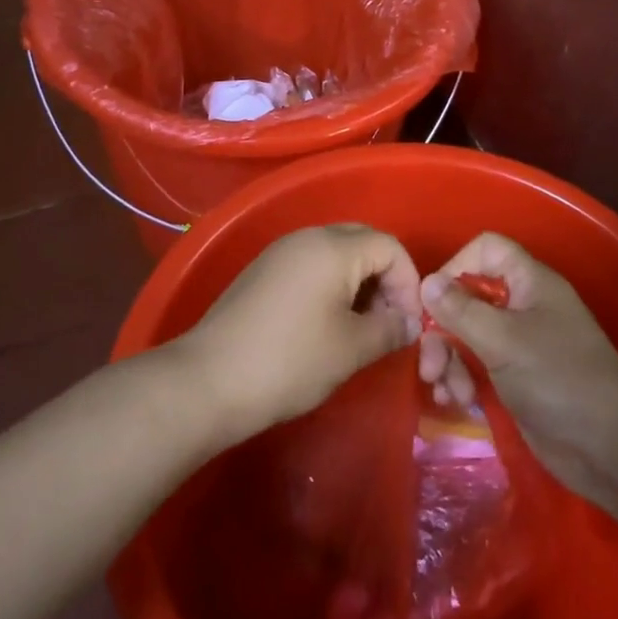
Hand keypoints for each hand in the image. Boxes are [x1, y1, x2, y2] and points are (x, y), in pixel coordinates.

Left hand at [177, 224, 422, 440]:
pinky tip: (326, 325)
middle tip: (388, 321)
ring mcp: (280, 253)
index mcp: (333, 247)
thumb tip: (409, 323)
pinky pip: (310, 265)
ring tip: (360, 327)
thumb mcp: (351, 349)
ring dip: (358, 284)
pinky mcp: (262, 272)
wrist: (208, 380)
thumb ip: (390, 329)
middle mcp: (307, 238)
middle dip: (385, 279)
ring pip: (336, 254)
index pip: (390, 246)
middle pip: (363, 242)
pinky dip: (331, 286)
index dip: (409, 282)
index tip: (408, 324)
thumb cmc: (290, 361)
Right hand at [419, 233, 617, 526]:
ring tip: (445, 391)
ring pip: (467, 335)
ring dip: (449, 360)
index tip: (434, 300)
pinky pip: (477, 366)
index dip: (456, 266)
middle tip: (430, 364)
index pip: (487, 250)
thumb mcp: (504, 341)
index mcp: (529, 283)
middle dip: (443, 328)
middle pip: (468, 297)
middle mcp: (523, 307)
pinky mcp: (516, 379)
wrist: (610, 449)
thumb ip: (461, 310)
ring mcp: (519, 344)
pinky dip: (462, 379)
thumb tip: (427, 281)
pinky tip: (455, 401)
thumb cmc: (560, 379)